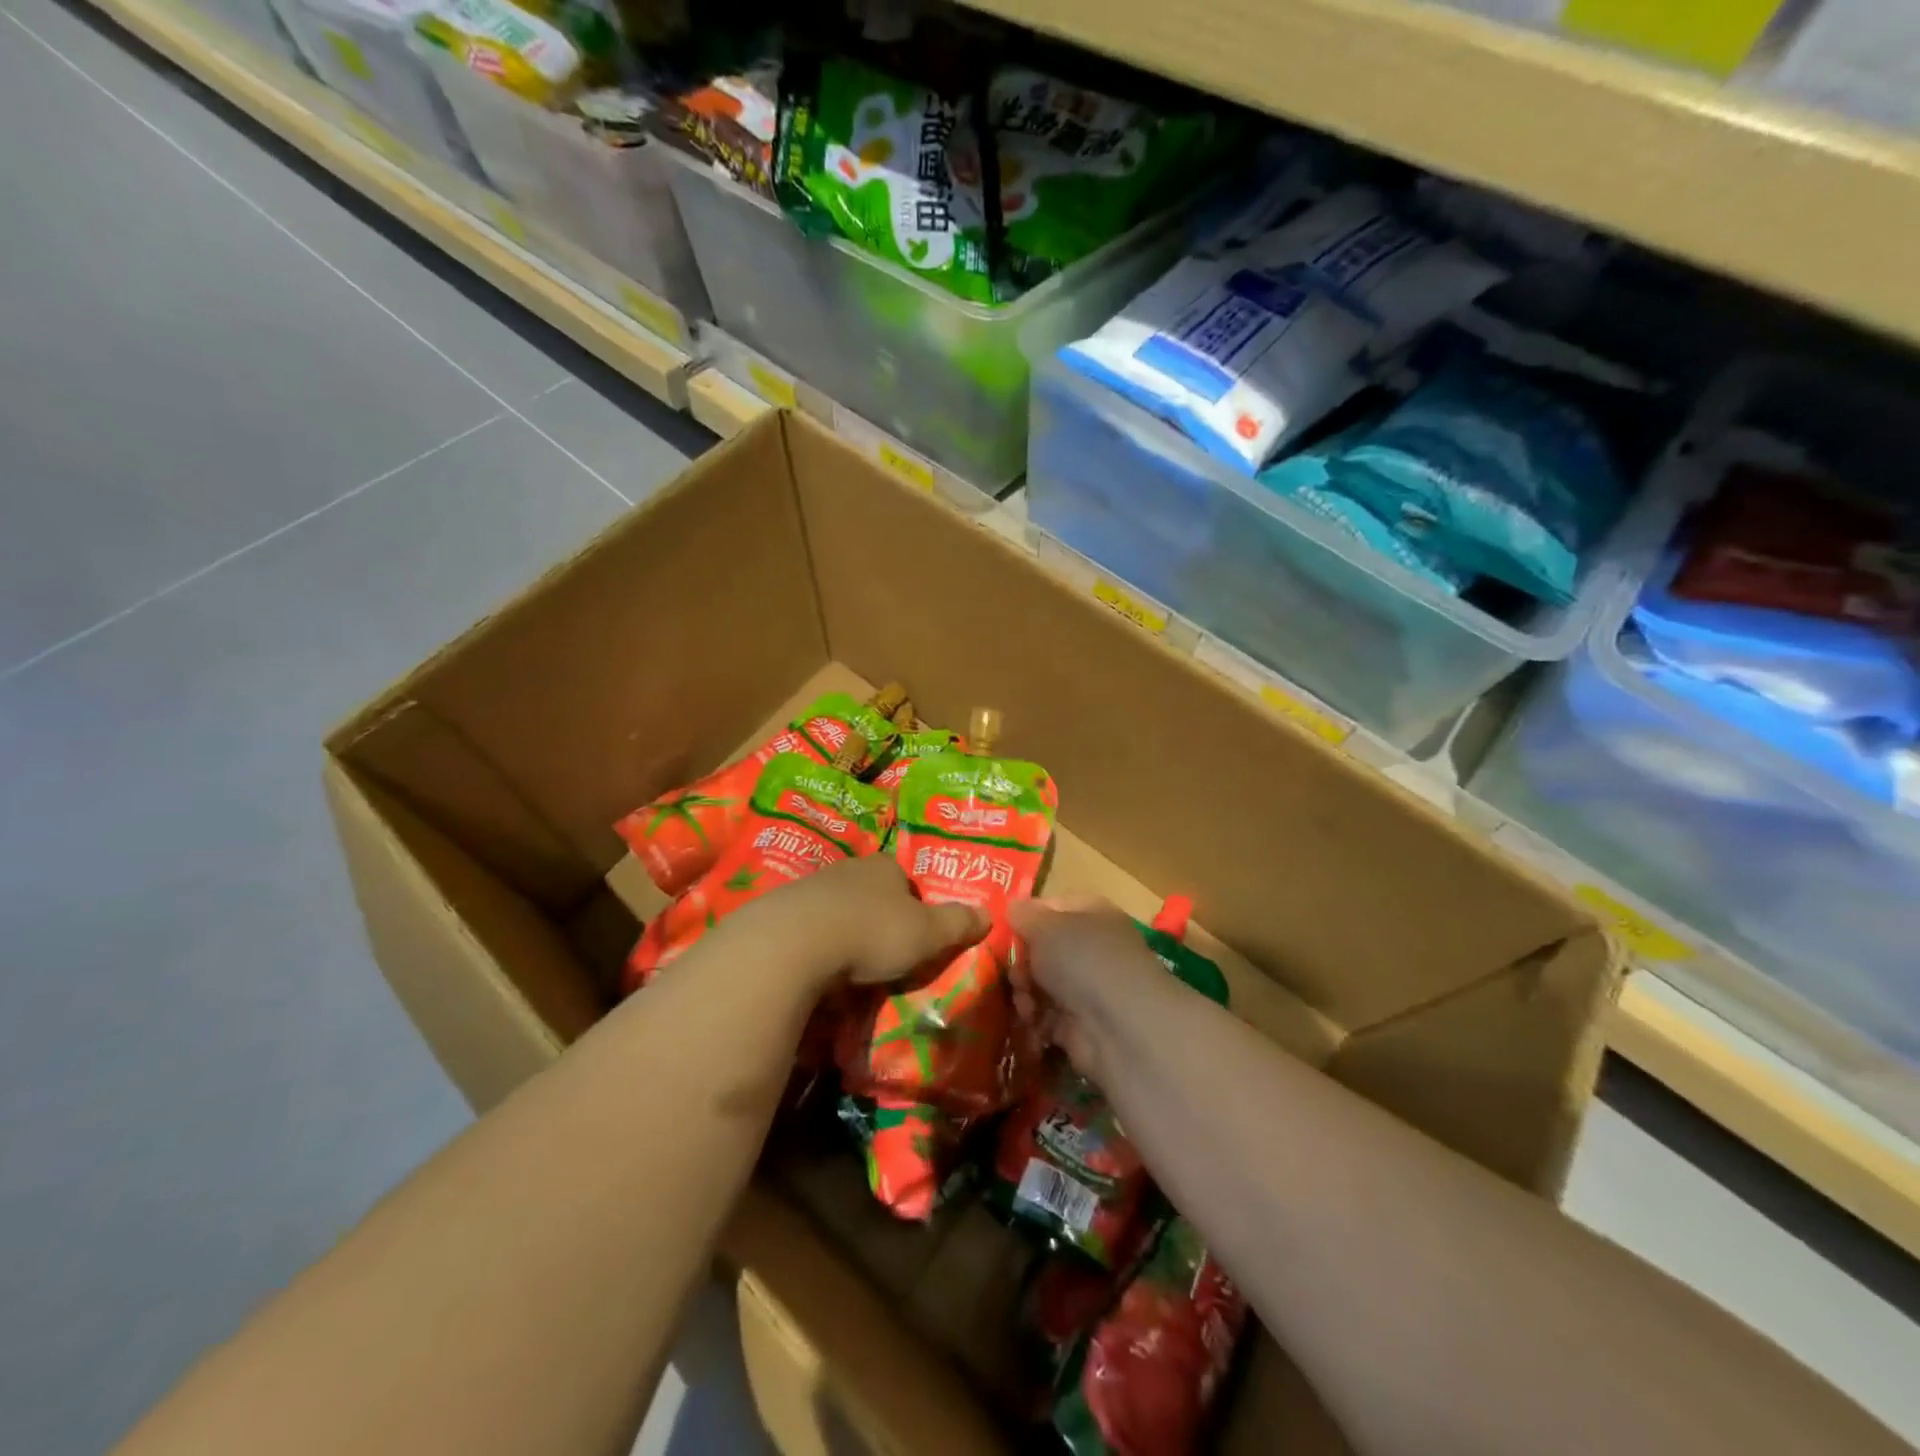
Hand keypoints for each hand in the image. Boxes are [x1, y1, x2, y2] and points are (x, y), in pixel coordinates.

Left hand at [738, 854, 988, 989]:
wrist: (794, 942)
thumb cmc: (872, 932)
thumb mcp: (927, 934)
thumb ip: (957, 923)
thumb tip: (989, 914)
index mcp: (885, 867)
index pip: (905, 879)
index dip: (914, 904)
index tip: (916, 933)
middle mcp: (848, 869)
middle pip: (870, 892)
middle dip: (878, 918)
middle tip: (884, 953)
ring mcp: (811, 888)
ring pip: (837, 908)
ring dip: (844, 931)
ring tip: (850, 968)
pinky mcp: (780, 912)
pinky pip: (807, 928)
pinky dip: (815, 945)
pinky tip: (818, 970)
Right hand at [1012, 898, 1186, 1083]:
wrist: (1119, 1027)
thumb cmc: (1083, 960)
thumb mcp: (1045, 925)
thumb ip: (1024, 914)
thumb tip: (1013, 908)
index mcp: (1091, 914)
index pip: (1051, 907)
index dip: (1026, 917)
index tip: (1004, 929)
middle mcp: (1092, 949)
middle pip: (1042, 949)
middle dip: (1021, 962)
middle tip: (1015, 974)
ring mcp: (1087, 988)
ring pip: (1040, 984)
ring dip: (1025, 993)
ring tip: (1025, 1003)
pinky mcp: (1079, 1026)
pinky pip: (1045, 1017)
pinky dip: (1034, 1021)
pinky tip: (1031, 1023)